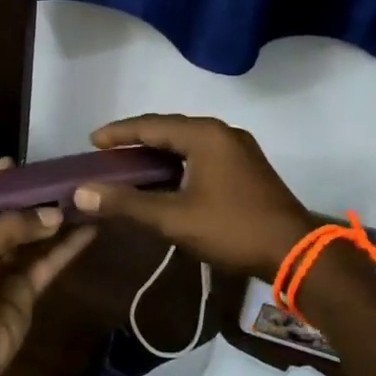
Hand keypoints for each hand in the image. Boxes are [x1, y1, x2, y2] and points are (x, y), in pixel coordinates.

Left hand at [0, 160, 97, 375]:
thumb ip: (9, 229)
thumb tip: (52, 214)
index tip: (15, 162)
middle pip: (9, 218)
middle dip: (33, 199)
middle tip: (63, 176)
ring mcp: (4, 272)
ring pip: (34, 239)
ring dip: (56, 220)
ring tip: (84, 196)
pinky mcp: (26, 293)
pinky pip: (48, 264)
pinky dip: (67, 247)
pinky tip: (89, 228)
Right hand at [72, 114, 312, 277]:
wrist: (294, 251)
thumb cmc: (231, 229)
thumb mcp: (173, 218)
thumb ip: (127, 204)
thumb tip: (81, 193)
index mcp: (204, 135)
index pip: (151, 125)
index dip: (119, 133)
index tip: (92, 141)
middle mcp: (222, 132)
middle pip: (169, 129)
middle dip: (137, 140)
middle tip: (108, 153)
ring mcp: (238, 148)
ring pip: (187, 142)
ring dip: (158, 151)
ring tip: (130, 164)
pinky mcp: (246, 166)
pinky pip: (202, 153)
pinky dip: (178, 161)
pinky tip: (165, 178)